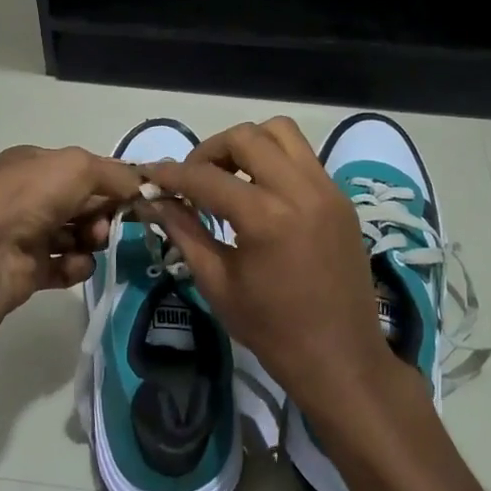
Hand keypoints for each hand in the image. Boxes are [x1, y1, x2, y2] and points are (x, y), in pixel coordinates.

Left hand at [0, 145, 143, 323]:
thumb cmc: (31, 196)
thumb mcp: (79, 167)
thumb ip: (115, 173)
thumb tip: (142, 184)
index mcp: (33, 164)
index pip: (80, 169)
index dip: (108, 181)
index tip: (133, 195)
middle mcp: (27, 196)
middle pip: (81, 203)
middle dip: (101, 212)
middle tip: (108, 223)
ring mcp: (26, 233)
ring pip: (76, 235)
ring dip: (91, 240)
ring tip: (91, 243)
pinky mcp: (27, 269)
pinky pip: (65, 266)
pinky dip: (75, 266)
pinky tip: (74, 265)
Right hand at [141, 117, 395, 416]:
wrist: (340, 358)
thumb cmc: (272, 330)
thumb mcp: (217, 283)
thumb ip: (184, 231)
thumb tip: (152, 201)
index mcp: (265, 217)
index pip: (206, 177)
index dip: (171, 174)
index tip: (149, 176)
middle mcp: (299, 190)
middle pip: (246, 137)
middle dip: (210, 151)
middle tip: (194, 179)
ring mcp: (326, 189)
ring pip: (281, 132)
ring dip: (248, 145)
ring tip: (230, 177)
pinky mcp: (340, 197)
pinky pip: (303, 157)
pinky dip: (275, 160)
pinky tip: (261, 192)